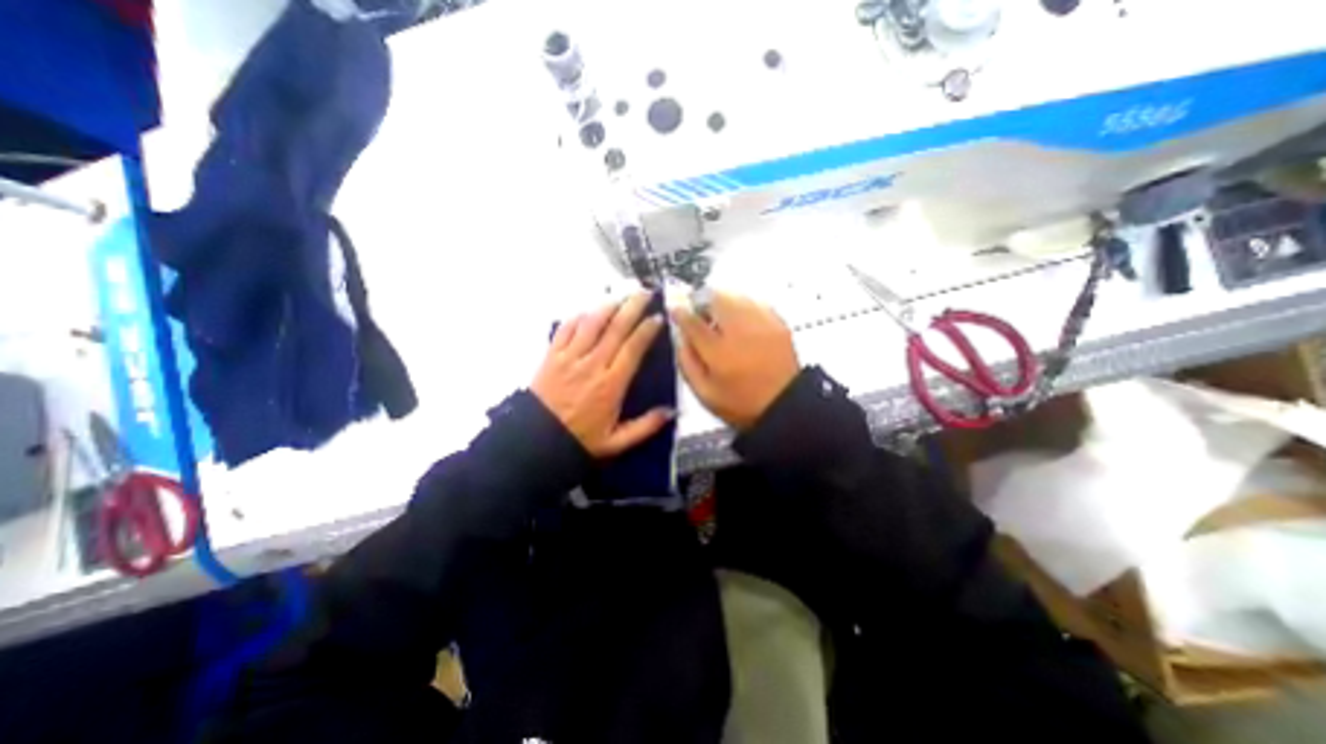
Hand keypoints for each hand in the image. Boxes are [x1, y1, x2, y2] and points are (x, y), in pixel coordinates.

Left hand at [533, 289, 674, 457]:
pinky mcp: (551, 356)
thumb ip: (645, 427)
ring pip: (591, 323)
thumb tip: (671, 411)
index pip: (633, 348)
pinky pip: (565, 329)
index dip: (647, 330)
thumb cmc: (580, 440)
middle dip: (632, 307)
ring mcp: (569, 358)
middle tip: (645, 292)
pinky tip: (588, 309)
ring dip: (608, 306)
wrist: (536, 442)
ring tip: (621, 294)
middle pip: (615, 329)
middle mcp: (592, 365)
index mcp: (611, 385)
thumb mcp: (616, 442)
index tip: (658, 317)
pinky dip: (578, 316)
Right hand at [674, 289, 794, 429]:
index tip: (675, 310)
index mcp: (718, 352)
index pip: (693, 322)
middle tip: (700, 314)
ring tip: (720, 317)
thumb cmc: (740, 403)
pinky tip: (741, 321)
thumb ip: (688, 363)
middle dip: (702, 301)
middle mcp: (739, 331)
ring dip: (722, 301)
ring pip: (736, 296)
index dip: (680, 313)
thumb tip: (681, 338)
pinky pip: (755, 302)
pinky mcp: (778, 323)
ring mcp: (762, 323)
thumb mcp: (705, 393)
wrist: (785, 404)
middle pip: (716, 299)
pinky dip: (743, 306)